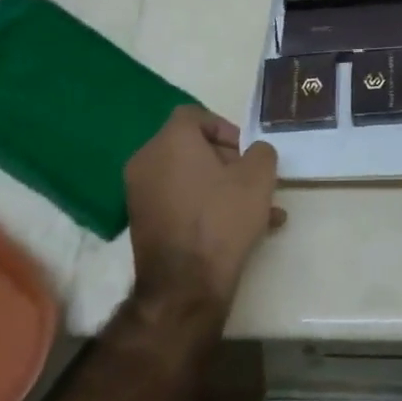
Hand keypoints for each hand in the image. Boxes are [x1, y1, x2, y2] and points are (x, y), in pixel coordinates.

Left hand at [124, 105, 284, 311]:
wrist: (185, 284)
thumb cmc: (222, 218)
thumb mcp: (259, 177)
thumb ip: (261, 152)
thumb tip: (253, 153)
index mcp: (170, 141)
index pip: (194, 115)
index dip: (225, 128)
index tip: (245, 152)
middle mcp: (147, 161)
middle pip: (190, 146)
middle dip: (226, 160)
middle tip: (251, 180)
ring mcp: (140, 194)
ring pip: (188, 177)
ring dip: (221, 187)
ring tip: (257, 211)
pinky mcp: (142, 222)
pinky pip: (179, 201)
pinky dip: (204, 207)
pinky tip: (239, 231)